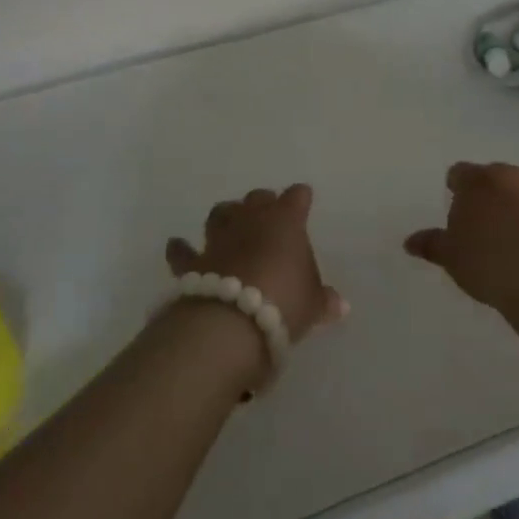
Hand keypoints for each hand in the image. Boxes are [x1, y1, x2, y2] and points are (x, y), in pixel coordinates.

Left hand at [167, 185, 347, 343]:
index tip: (303, 201)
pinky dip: (181, 248)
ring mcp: (220, 238)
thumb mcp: (312, 305)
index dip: (300, 199)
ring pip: (221, 213)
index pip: (296, 197)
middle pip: (257, 198)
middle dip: (262, 204)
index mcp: (286, 221)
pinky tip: (178, 246)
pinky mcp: (194, 262)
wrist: (231, 321)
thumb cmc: (283, 303)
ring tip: (231, 224)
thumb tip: (341, 305)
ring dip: (226, 216)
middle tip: (269, 217)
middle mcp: (251, 220)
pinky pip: (184, 251)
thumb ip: (323, 300)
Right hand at [405, 162, 518, 306]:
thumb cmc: (486, 260)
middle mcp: (512, 176)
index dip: (457, 186)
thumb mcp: (451, 256)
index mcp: (477, 181)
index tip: (457, 202)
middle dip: (494, 192)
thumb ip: (432, 244)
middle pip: (498, 176)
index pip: (460, 172)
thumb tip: (409, 241)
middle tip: (489, 220)